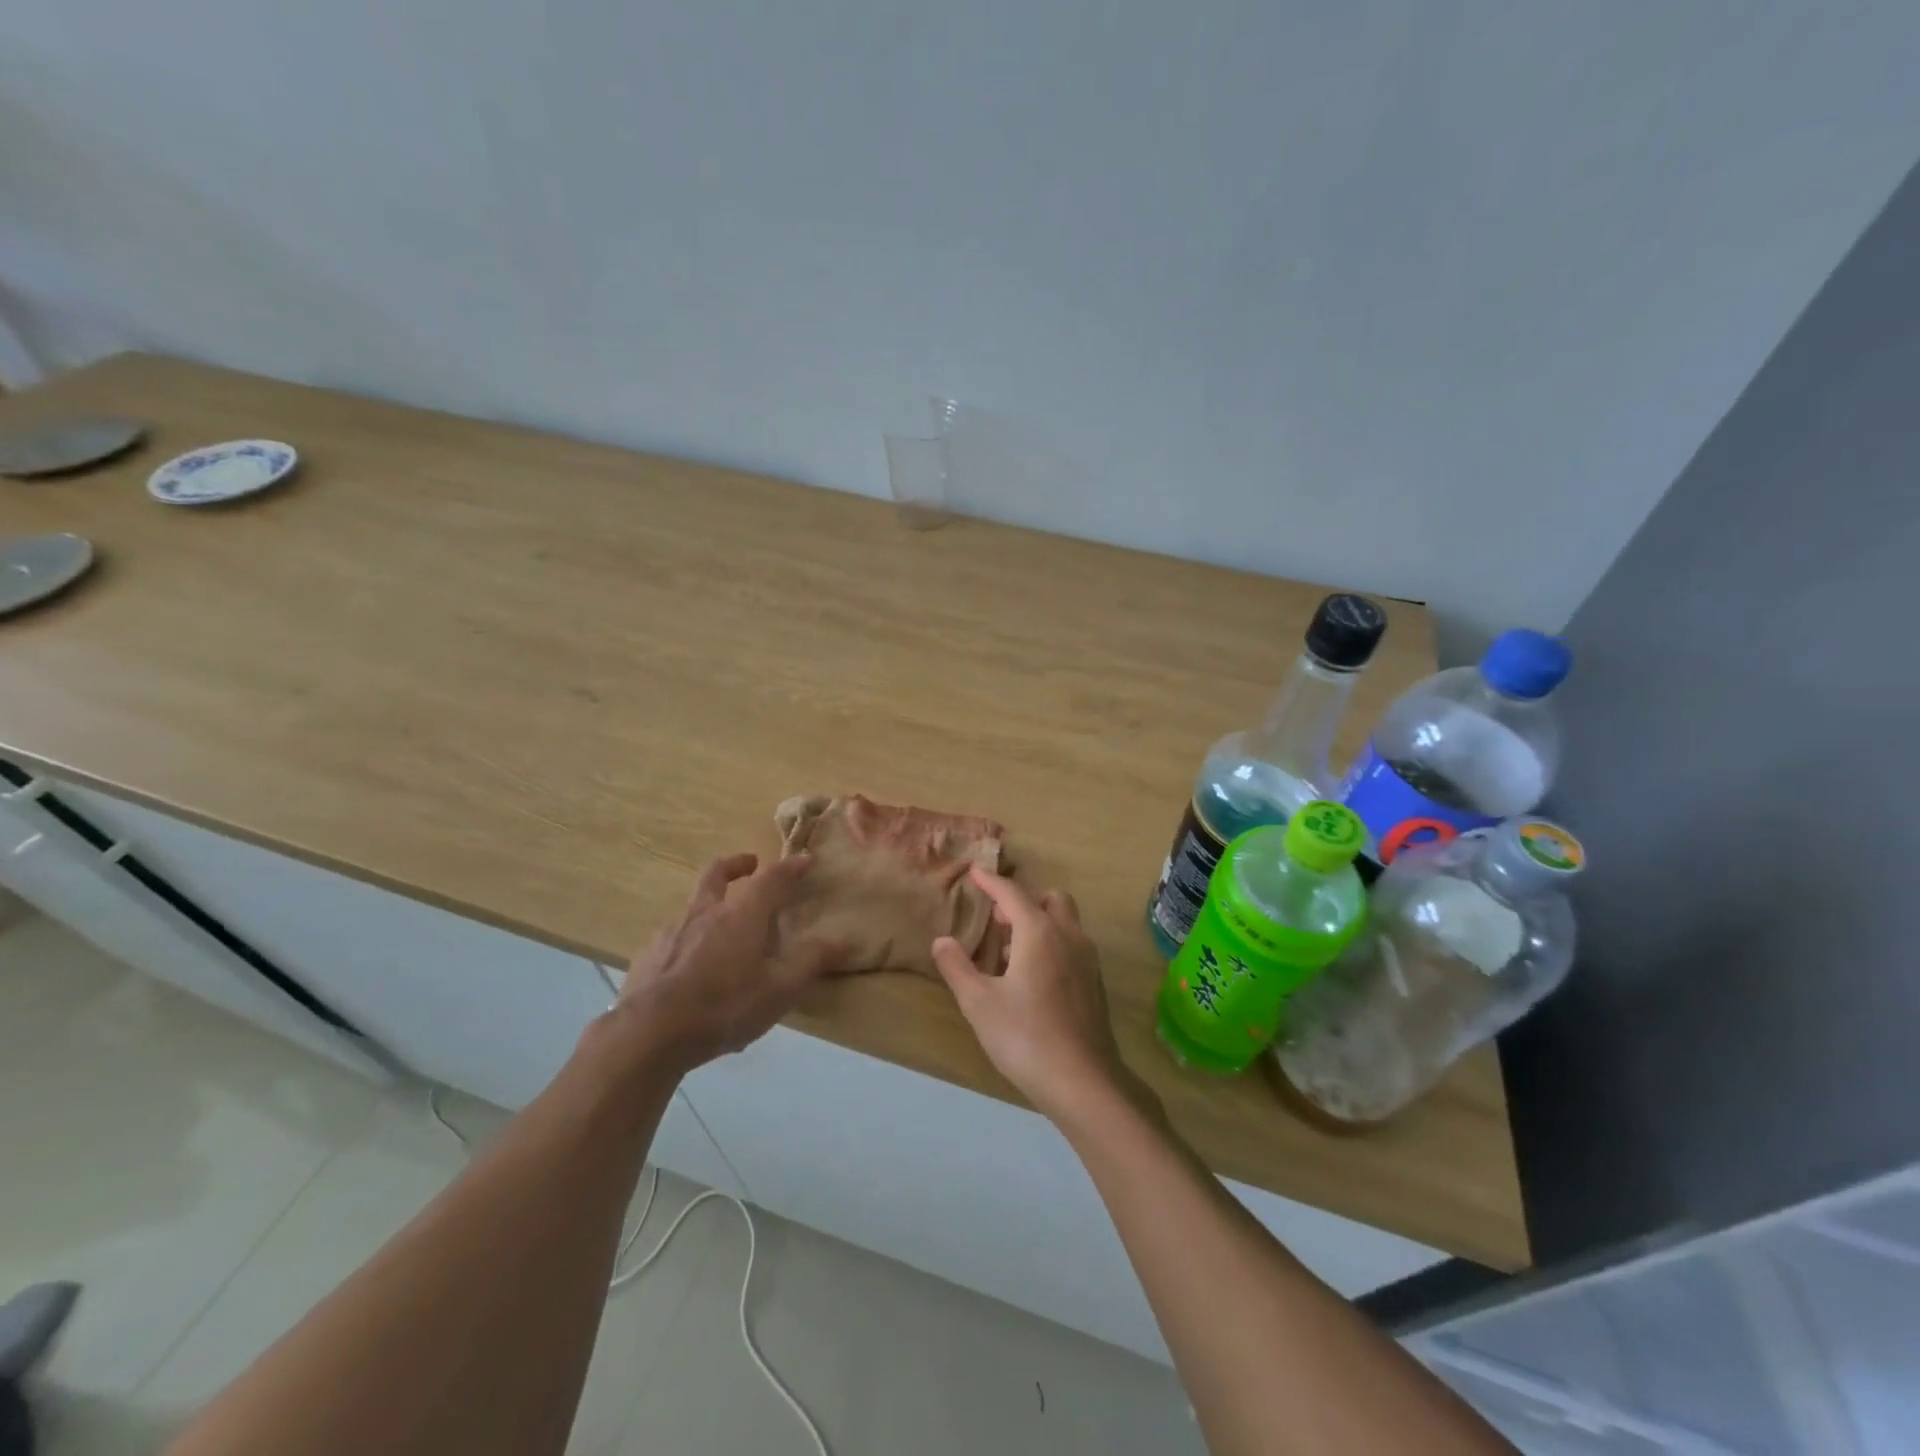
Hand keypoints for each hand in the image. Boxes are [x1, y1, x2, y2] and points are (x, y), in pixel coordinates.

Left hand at [611, 852, 840, 1074]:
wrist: (648, 1034)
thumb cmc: (723, 1006)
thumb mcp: (779, 991)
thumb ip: (810, 962)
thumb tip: (841, 940)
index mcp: (741, 914)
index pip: (772, 878)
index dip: (791, 867)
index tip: (805, 860)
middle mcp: (705, 912)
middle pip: (718, 874)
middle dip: (737, 865)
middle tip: (750, 864)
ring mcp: (671, 932)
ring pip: (693, 904)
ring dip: (710, 903)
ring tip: (721, 925)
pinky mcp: (648, 956)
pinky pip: (673, 936)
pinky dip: (687, 938)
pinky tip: (690, 965)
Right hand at [931, 868, 1138, 1124]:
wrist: (1083, 1081)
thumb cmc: (1025, 1037)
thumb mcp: (979, 1003)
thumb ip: (958, 967)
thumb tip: (941, 941)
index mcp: (1040, 933)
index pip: (1012, 894)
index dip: (991, 882)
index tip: (975, 872)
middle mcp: (1068, 937)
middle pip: (1050, 900)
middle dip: (1024, 901)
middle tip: (997, 920)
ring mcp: (1087, 960)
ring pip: (1065, 923)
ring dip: (1039, 923)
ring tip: (1009, 952)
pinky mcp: (1095, 984)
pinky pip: (1072, 946)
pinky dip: (1052, 945)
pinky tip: (1031, 978)